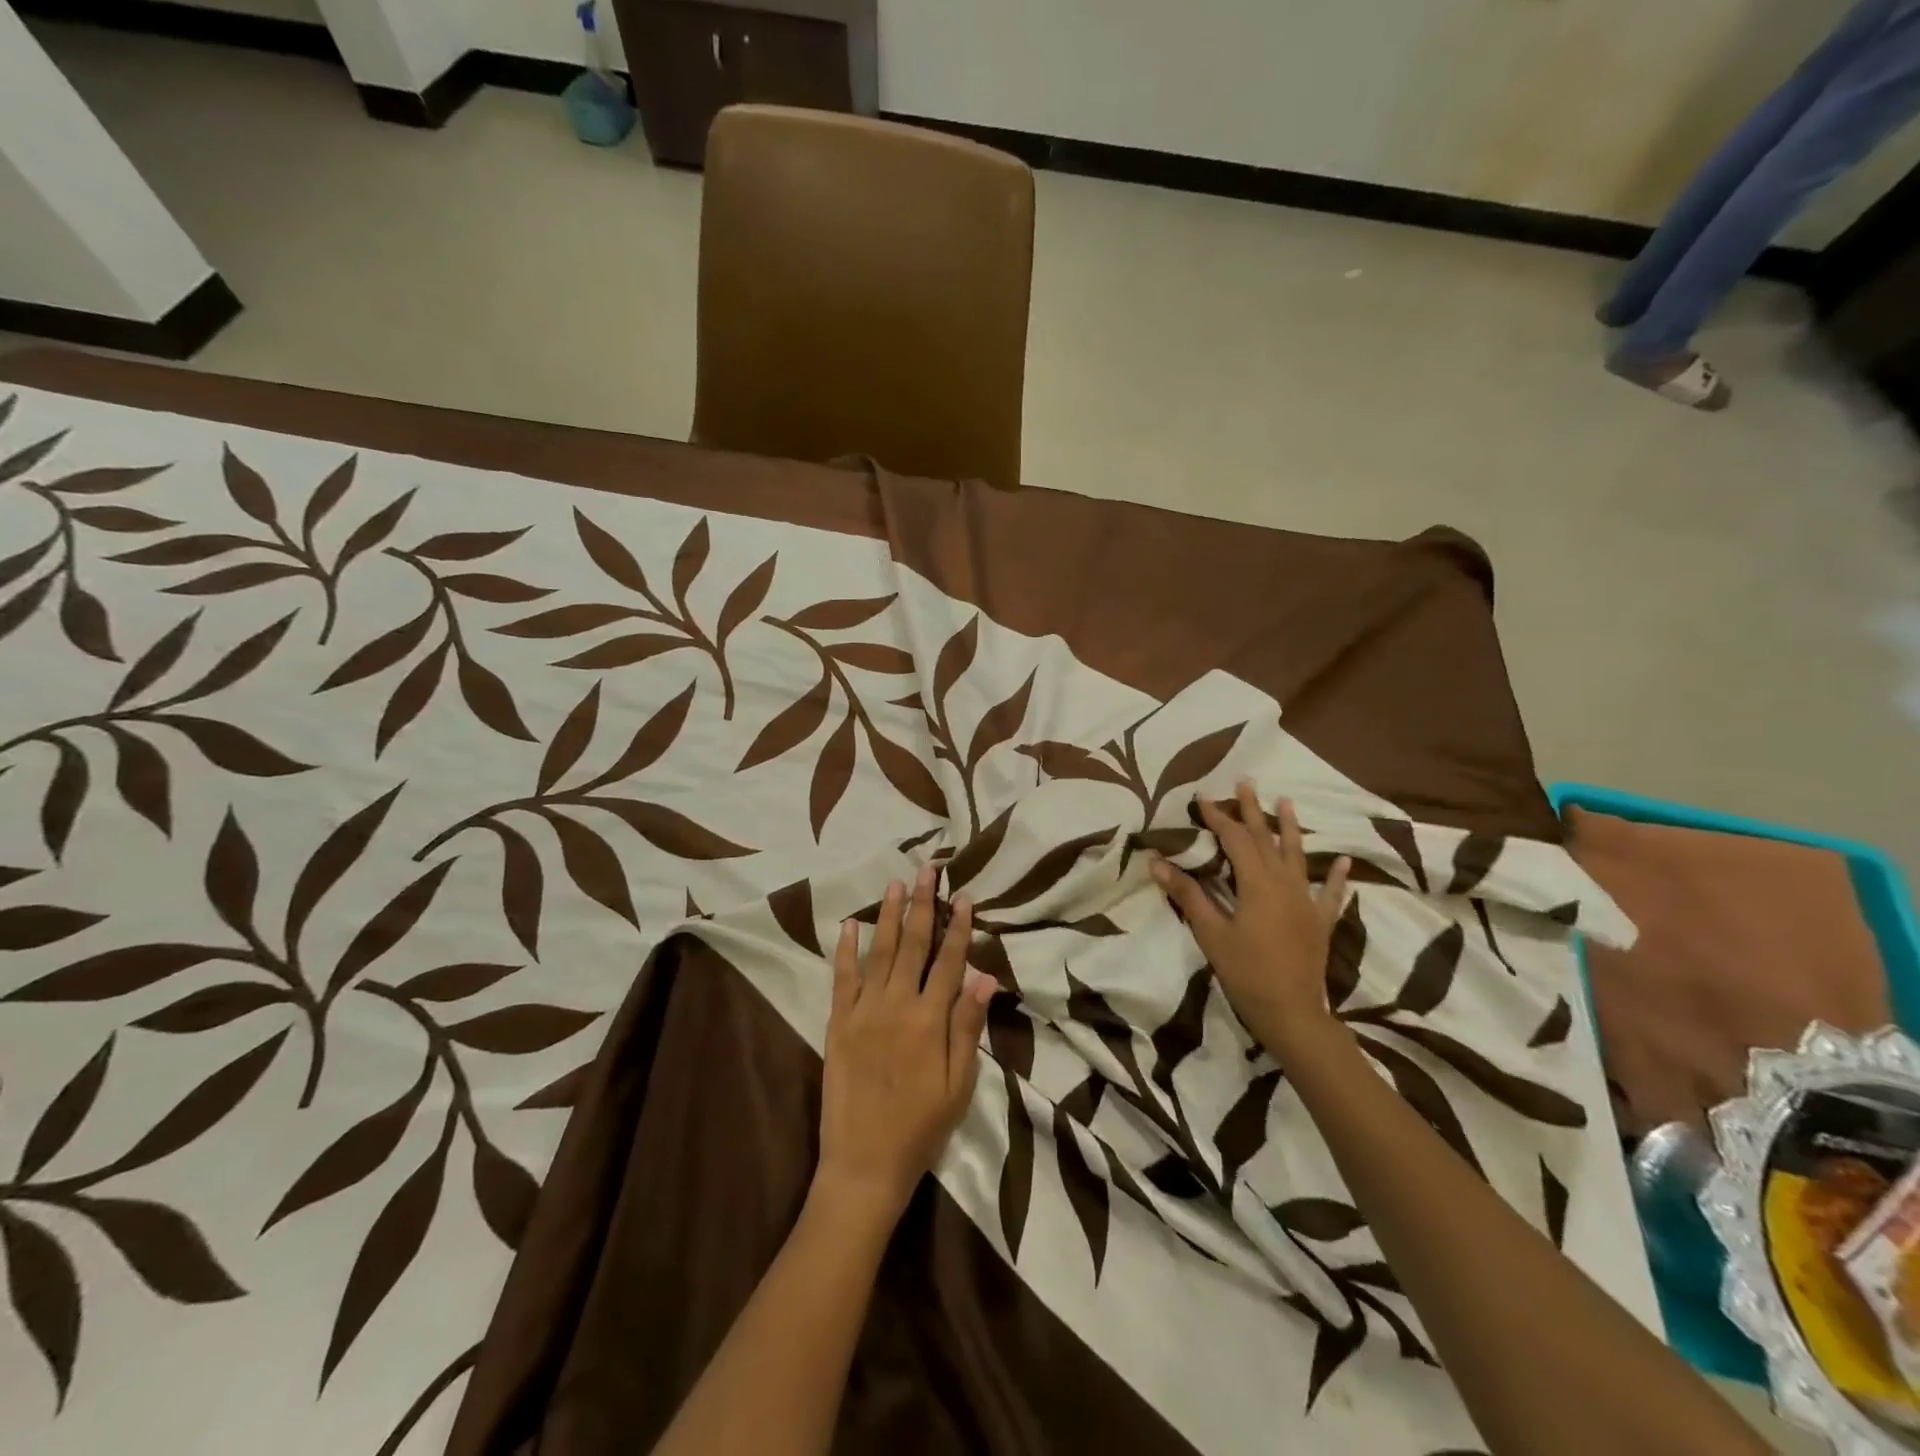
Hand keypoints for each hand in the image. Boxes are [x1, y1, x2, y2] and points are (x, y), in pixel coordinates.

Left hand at [814, 867, 996, 1228]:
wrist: (864, 1163)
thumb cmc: (921, 1127)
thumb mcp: (959, 1084)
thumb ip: (968, 1026)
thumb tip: (986, 977)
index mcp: (930, 1020)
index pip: (949, 962)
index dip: (958, 927)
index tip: (963, 896)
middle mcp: (897, 1005)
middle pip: (914, 945)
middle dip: (922, 905)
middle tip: (927, 871)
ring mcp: (863, 1011)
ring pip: (880, 952)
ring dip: (889, 915)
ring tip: (895, 883)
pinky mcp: (837, 1023)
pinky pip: (842, 978)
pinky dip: (846, 949)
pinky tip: (850, 924)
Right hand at [1150, 781, 1350, 1051]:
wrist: (1291, 1013)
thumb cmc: (1245, 972)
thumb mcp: (1211, 933)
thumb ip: (1187, 894)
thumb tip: (1157, 861)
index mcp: (1257, 883)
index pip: (1235, 840)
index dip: (1218, 817)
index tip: (1203, 797)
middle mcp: (1284, 884)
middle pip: (1266, 839)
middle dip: (1253, 810)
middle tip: (1246, 781)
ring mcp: (1306, 901)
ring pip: (1297, 856)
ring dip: (1291, 828)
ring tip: (1287, 802)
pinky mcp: (1320, 921)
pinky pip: (1330, 893)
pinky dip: (1336, 876)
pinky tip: (1343, 862)